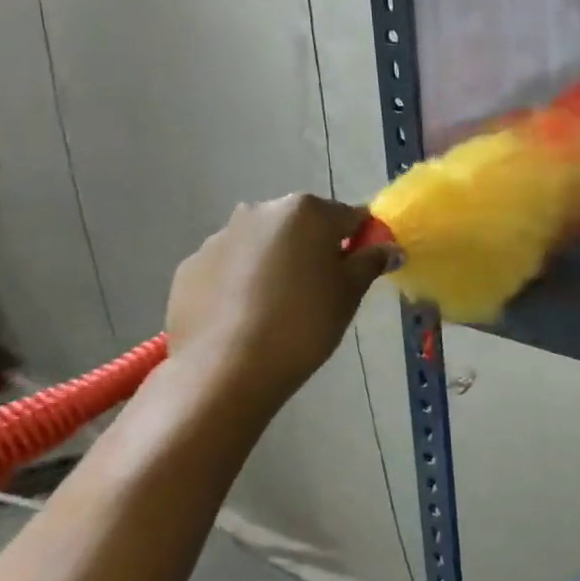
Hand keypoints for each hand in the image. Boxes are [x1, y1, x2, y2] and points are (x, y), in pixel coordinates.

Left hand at [165, 194, 399, 409]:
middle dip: (314, 250)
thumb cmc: (303, 324)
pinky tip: (246, 317)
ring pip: (263, 244)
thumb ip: (371, 262)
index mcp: (306, 211)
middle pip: (302, 226)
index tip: (359, 273)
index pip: (350, 218)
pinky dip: (242, 282)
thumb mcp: (349, 293)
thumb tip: (389, 248)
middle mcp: (260, 211)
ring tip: (279, 309)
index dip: (361, 243)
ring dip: (276, 263)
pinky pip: (230, 267)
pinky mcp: (190, 267)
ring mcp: (219, 237)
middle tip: (321, 292)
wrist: (226, 369)